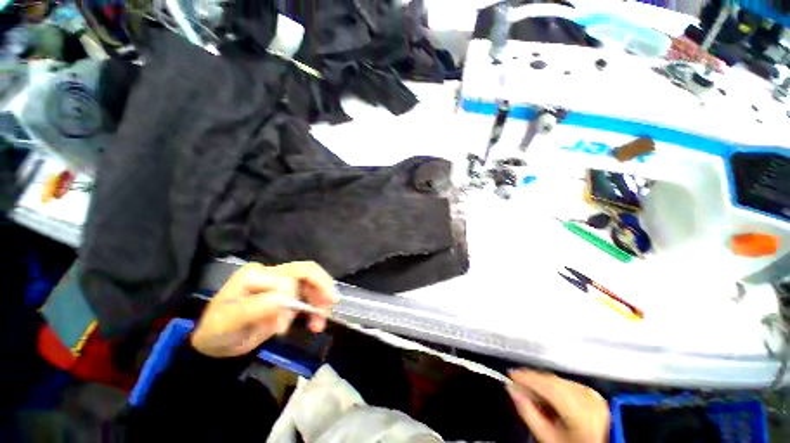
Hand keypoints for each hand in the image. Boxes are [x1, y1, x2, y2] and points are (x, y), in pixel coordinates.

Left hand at [191, 262, 336, 357]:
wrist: (217, 344)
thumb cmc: (218, 332)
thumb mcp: (228, 323)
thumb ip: (253, 308)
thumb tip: (284, 298)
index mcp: (256, 274)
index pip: (287, 276)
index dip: (295, 297)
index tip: (284, 326)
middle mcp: (272, 273)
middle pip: (306, 272)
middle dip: (321, 289)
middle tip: (329, 308)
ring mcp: (282, 284)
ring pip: (312, 284)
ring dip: (321, 301)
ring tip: (319, 324)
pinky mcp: (289, 295)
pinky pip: (310, 296)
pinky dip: (316, 307)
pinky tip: (315, 322)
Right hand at [508, 369, 609, 442]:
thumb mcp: (549, 438)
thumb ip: (529, 414)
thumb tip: (512, 391)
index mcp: (575, 406)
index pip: (544, 382)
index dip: (524, 376)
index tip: (510, 374)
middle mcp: (584, 394)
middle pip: (550, 381)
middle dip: (532, 381)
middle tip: (518, 387)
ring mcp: (590, 392)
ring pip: (557, 381)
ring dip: (542, 384)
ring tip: (534, 397)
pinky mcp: (592, 393)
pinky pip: (566, 384)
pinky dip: (554, 388)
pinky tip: (549, 399)